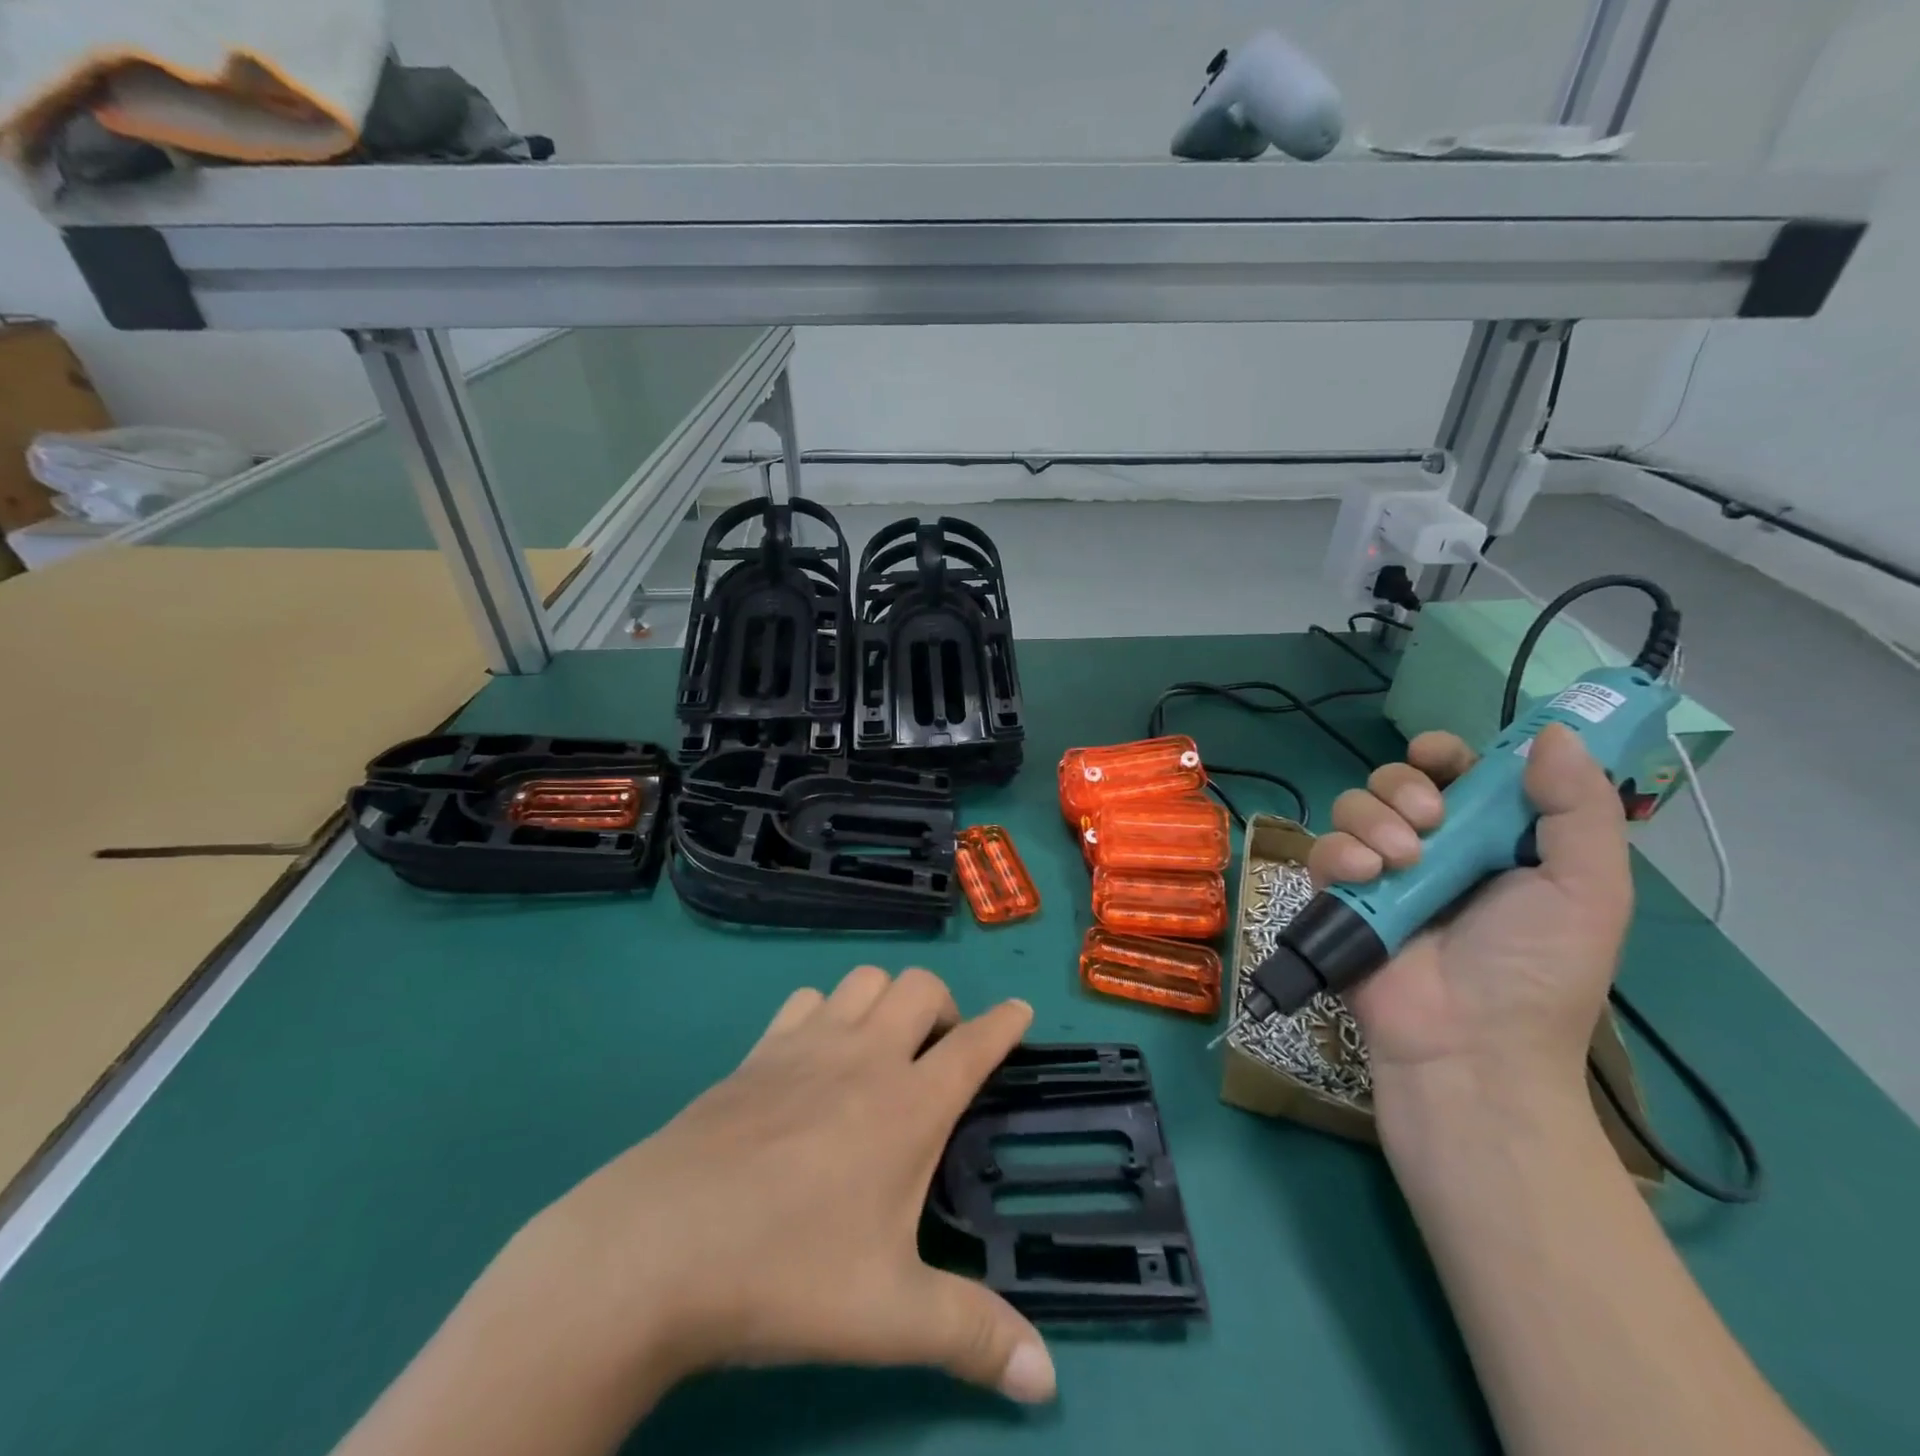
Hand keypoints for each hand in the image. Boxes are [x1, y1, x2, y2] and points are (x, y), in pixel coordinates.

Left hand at [513, 967, 1055, 1406]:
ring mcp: (806, 1045)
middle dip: (945, 1005)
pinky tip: (815, 1055)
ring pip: (864, 979)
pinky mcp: (758, 1052)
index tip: (1021, 1011)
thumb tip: (1047, 1382)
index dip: (1005, 1024)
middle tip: (941, 1053)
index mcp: (908, 1105)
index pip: (975, 1044)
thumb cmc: (785, 1274)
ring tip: (884, 1046)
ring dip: (886, 999)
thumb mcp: (889, 1317)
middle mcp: (865, 1057)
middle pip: (921, 986)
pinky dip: (825, 1010)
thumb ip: (974, 1338)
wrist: (657, 1248)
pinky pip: (805, 1000)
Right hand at [1308, 724, 1632, 1092]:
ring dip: (1375, 820)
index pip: (1459, 772)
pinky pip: (1323, 849)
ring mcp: (1380, 872)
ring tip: (1402, 862)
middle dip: (1405, 786)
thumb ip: (1579, 809)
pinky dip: (1340, 854)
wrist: (1470, 1046)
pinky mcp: (1338, 896)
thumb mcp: (1587, 889)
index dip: (1445, 754)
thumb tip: (1553, 734)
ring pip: (1354, 806)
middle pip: (1396, 779)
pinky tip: (1364, 877)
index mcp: (1492, 839)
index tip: (1440, 757)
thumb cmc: (1537, 970)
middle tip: (1430, 820)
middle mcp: (1433, 847)